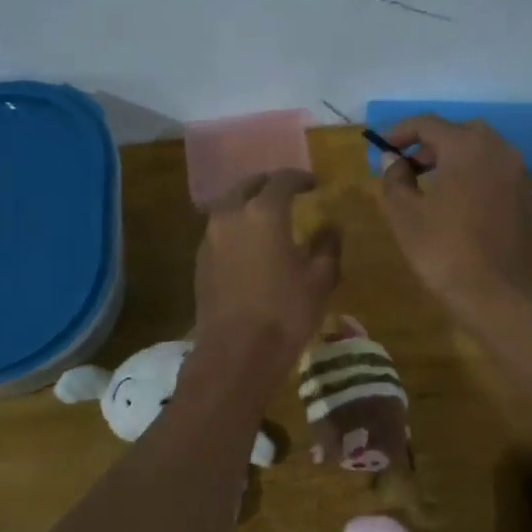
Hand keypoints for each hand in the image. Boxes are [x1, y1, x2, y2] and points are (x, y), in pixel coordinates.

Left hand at [193, 169, 341, 369]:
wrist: (236, 353)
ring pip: (228, 206)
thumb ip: (327, 246)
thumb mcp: (320, 279)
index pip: (283, 180)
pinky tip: (250, 245)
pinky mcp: (200, 261)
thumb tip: (331, 227)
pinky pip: (220, 230)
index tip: (314, 184)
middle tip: (287, 193)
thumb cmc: (286, 313)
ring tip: (267, 217)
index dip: (301, 178)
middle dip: (268, 185)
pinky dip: (236, 227)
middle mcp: (231, 216)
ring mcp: (210, 238)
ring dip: (248, 204)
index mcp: (264, 213)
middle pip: (247, 186)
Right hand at [378, 116, 531, 321]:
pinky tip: (462, 206)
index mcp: (467, 146)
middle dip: (431, 145)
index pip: (428, 123)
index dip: (401, 132)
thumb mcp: (404, 214)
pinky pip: (497, 175)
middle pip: (460, 133)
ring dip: (456, 161)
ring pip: (482, 153)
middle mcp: (499, 150)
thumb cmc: (442, 249)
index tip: (383, 147)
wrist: (495, 293)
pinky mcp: (529, 198)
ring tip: (433, 186)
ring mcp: (519, 174)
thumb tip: (393, 161)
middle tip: (409, 167)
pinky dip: (476, 178)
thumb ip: (394, 179)